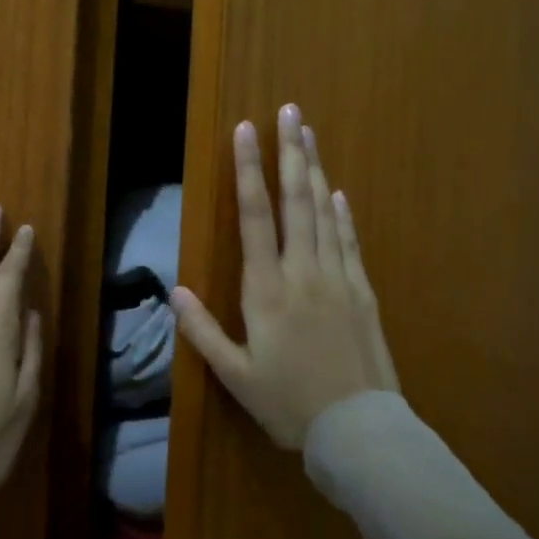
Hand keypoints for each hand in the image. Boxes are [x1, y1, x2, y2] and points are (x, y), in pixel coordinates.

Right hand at [172, 105, 398, 449]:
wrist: (358, 428)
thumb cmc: (289, 404)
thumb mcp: (235, 376)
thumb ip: (203, 332)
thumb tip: (175, 291)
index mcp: (267, 290)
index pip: (255, 217)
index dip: (249, 170)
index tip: (246, 130)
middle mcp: (303, 272)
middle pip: (296, 201)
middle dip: (290, 153)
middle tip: (291, 111)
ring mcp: (338, 279)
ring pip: (325, 213)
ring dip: (315, 171)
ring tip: (309, 135)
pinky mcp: (363, 292)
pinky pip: (350, 242)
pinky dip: (342, 215)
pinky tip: (337, 193)